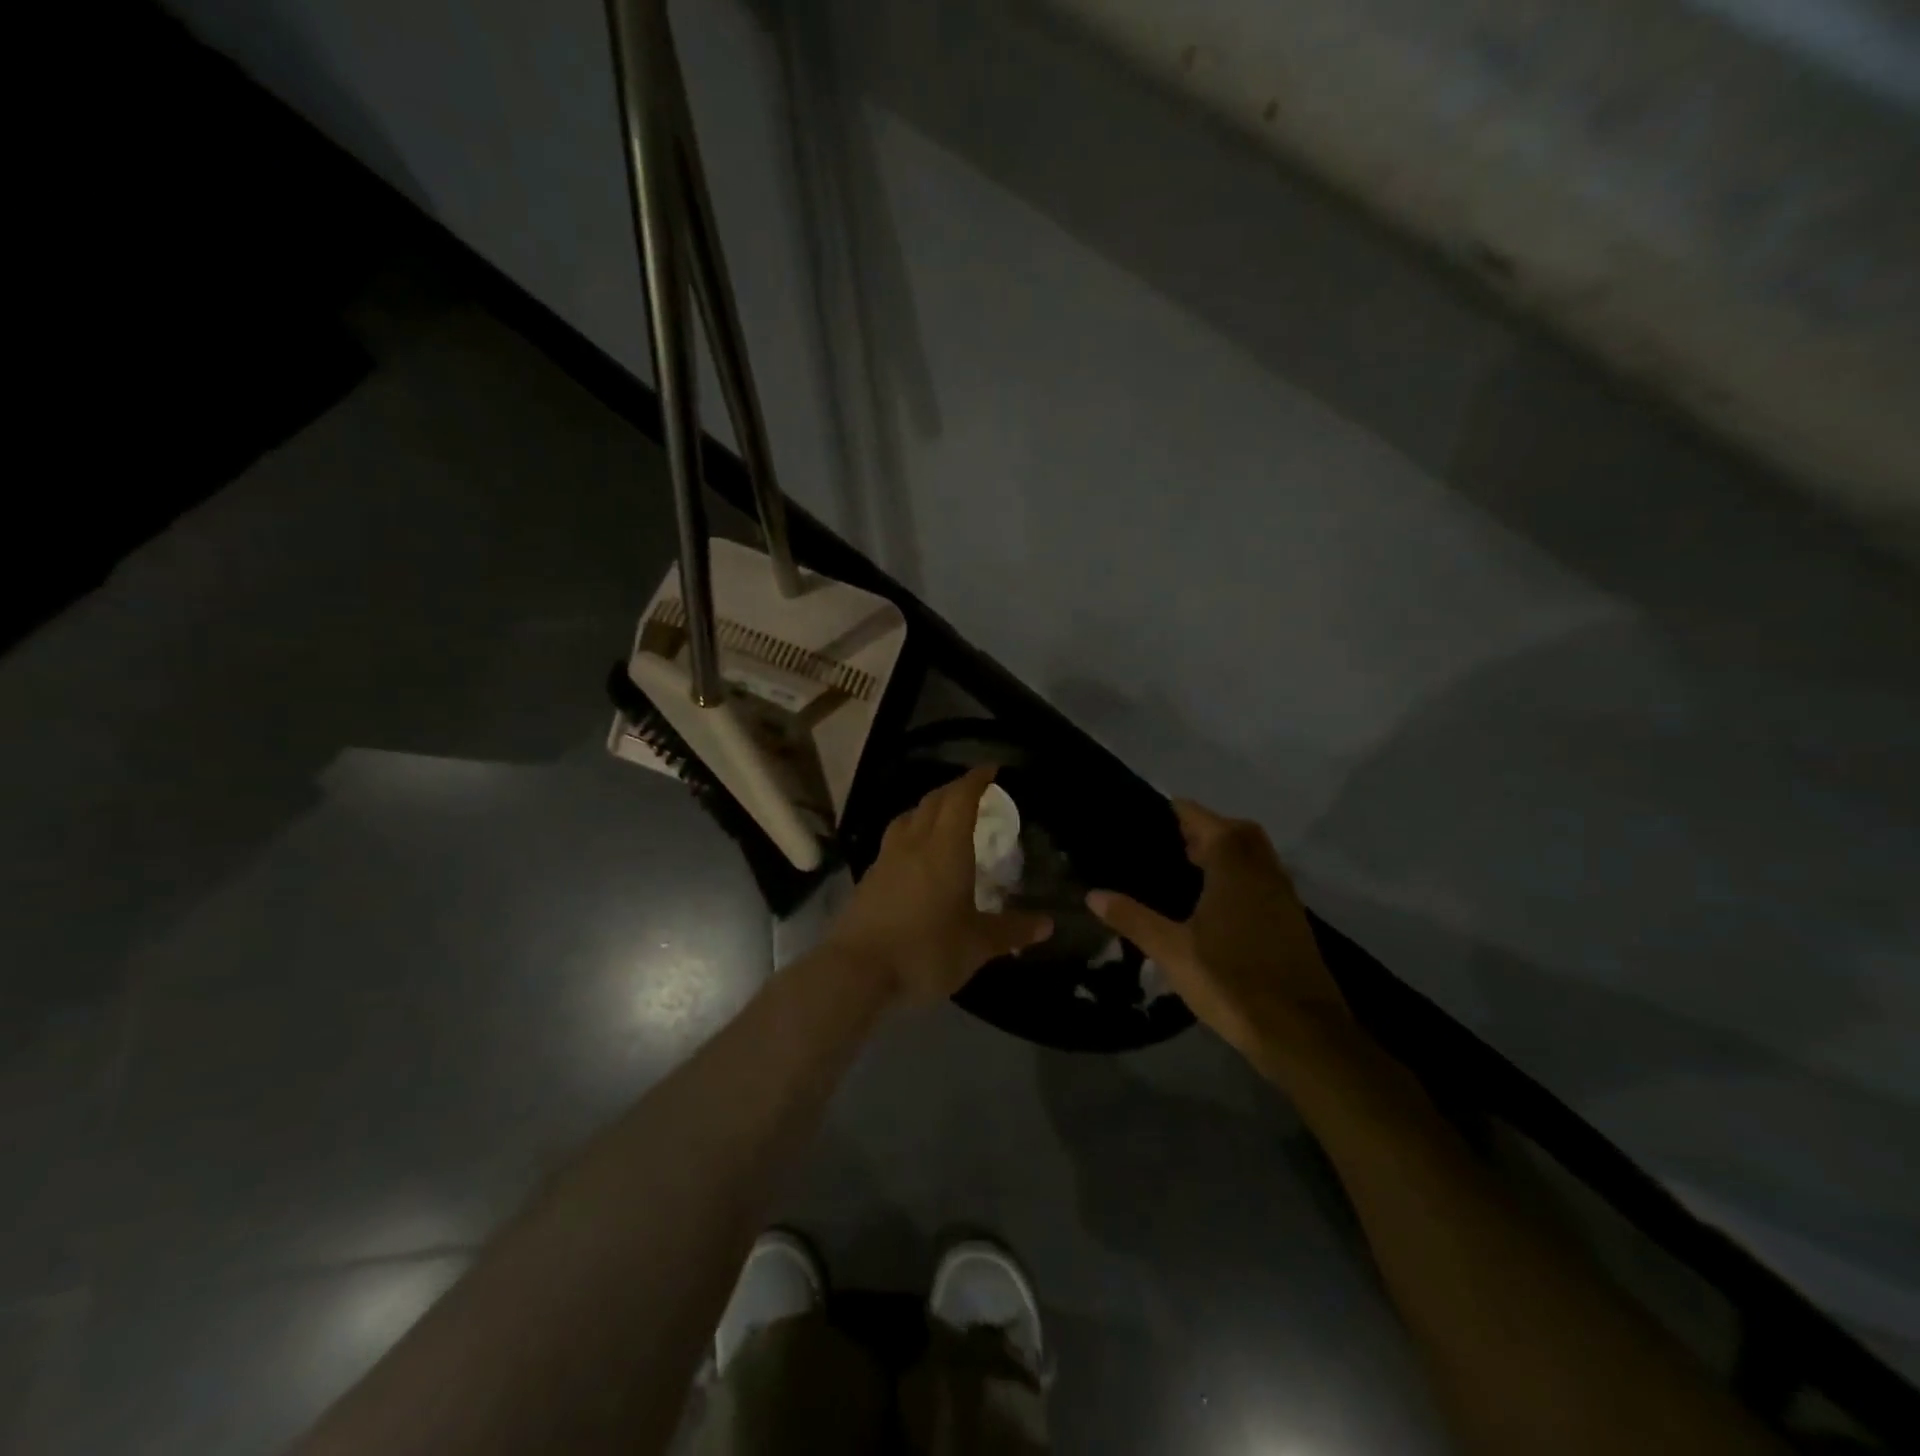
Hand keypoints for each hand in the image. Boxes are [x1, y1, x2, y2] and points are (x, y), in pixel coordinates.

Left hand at [826, 766, 1053, 1005]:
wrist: (857, 971)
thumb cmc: (926, 950)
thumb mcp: (977, 945)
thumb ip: (1012, 931)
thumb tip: (1046, 924)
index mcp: (946, 848)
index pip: (960, 798)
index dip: (976, 780)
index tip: (990, 769)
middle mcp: (914, 843)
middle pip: (933, 802)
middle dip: (954, 790)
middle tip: (973, 791)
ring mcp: (887, 859)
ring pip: (908, 818)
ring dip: (928, 809)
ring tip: (942, 817)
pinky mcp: (870, 879)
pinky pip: (894, 841)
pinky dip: (911, 834)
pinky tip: (916, 856)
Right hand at [1088, 801, 1348, 1062]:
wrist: (1302, 1032)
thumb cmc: (1231, 981)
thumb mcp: (1172, 951)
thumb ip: (1133, 918)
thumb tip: (1093, 894)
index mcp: (1233, 867)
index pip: (1205, 821)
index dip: (1182, 812)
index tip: (1159, 809)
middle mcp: (1263, 870)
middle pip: (1238, 832)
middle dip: (1208, 828)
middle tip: (1175, 842)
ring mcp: (1283, 895)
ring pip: (1256, 855)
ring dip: (1228, 851)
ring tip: (1192, 868)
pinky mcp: (1292, 920)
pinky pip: (1264, 879)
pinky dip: (1242, 875)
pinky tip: (1218, 904)